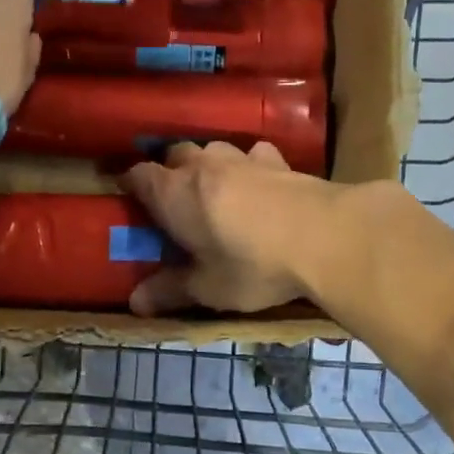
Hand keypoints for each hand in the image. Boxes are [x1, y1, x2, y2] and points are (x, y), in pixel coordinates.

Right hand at [119, 141, 345, 315]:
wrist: (324, 236)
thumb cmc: (253, 265)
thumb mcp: (208, 287)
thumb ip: (170, 291)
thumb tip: (134, 303)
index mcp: (173, 193)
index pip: (138, 175)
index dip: (130, 184)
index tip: (129, 198)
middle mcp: (202, 165)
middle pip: (174, 155)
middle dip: (169, 173)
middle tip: (174, 202)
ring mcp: (241, 158)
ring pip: (212, 150)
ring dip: (207, 166)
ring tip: (214, 192)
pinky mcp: (278, 160)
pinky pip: (253, 155)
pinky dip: (248, 166)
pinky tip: (258, 184)